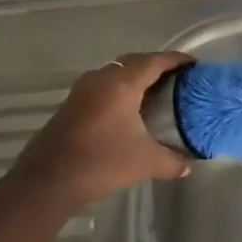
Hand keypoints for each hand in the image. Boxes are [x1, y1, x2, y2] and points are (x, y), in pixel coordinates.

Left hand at [5, 51, 192, 205]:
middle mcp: (102, 78)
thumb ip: (171, 161)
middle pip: (134, 62)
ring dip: (136, 77)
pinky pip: (103, 85)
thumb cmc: (101, 163)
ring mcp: (83, 89)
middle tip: (177, 77)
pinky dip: (120, 89)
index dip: (176, 60)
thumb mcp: (145, 162)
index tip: (194, 64)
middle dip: (156, 65)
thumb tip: (187, 167)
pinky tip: (129, 109)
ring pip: (116, 73)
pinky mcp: (72, 103)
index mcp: (122, 84)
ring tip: (156, 91)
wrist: (47, 181)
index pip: (155, 61)